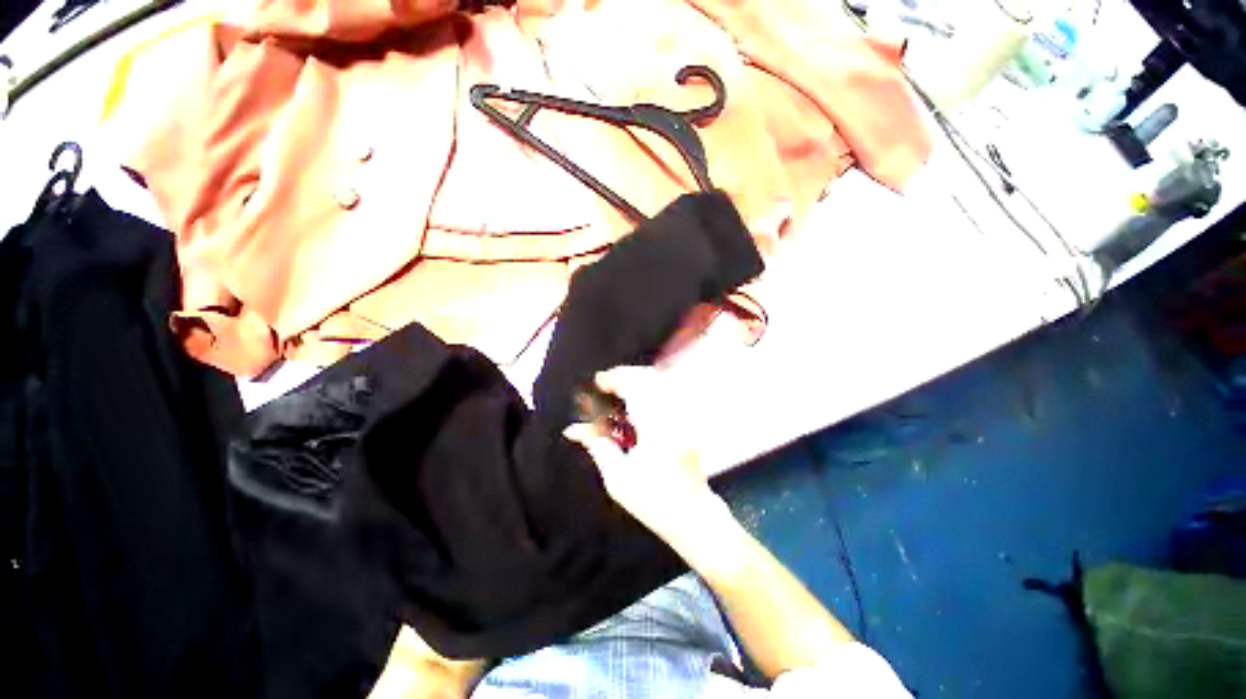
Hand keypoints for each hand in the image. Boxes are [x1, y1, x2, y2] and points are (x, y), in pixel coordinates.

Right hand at [563, 366, 722, 542]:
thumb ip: (598, 447)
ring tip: (619, 388)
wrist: (691, 513)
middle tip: (606, 384)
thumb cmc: (653, 501)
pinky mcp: (689, 419)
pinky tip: (638, 397)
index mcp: (656, 430)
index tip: (598, 380)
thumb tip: (574, 429)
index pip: (636, 388)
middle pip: (649, 378)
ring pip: (661, 381)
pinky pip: (669, 390)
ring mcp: (685, 417)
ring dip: (637, 379)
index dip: (615, 378)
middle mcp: (674, 417)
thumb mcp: (618, 478)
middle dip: (624, 375)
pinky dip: (650, 386)